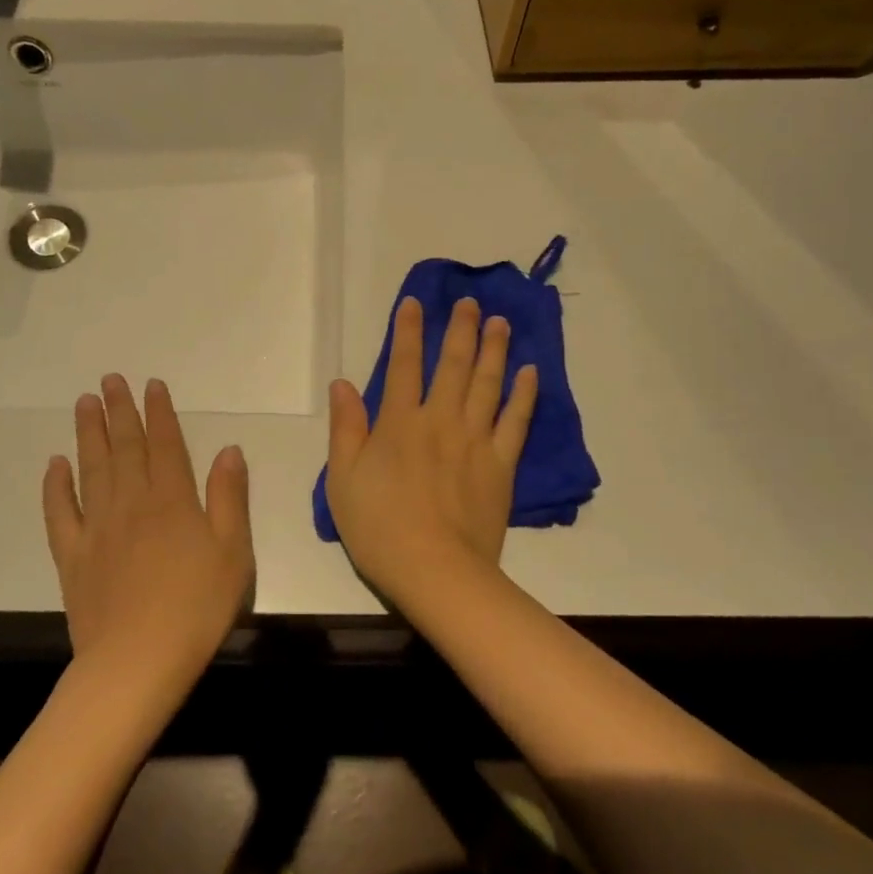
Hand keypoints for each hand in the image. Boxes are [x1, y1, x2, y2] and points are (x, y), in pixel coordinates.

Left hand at [44, 376, 253, 689]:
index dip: (159, 412)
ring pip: (92, 470)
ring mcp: (98, 529)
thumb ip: (229, 497)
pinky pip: (61, 513)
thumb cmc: (197, 607)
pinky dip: (55, 486)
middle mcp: (132, 504)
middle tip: (109, 380)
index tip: (151, 385)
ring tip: (84, 404)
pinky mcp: (73, 557)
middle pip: (125, 448)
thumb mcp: (234, 552)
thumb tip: (228, 449)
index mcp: (173, 501)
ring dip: (88, 435)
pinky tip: (54, 464)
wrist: (137, 662)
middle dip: (119, 411)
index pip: (166, 445)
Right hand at [325, 297, 537, 600]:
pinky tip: (530, 372)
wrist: (434, 570)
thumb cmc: (378, 527)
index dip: (407, 331)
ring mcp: (475, 440)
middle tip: (471, 302)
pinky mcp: (501, 464)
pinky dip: (523, 394)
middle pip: (453, 364)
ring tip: (500, 322)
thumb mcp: (342, 479)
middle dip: (460, 329)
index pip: (403, 365)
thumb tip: (343, 383)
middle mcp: (440, 420)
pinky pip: (515, 421)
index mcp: (399, 423)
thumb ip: (345, 428)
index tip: (415, 302)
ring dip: (494, 349)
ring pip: (487, 383)